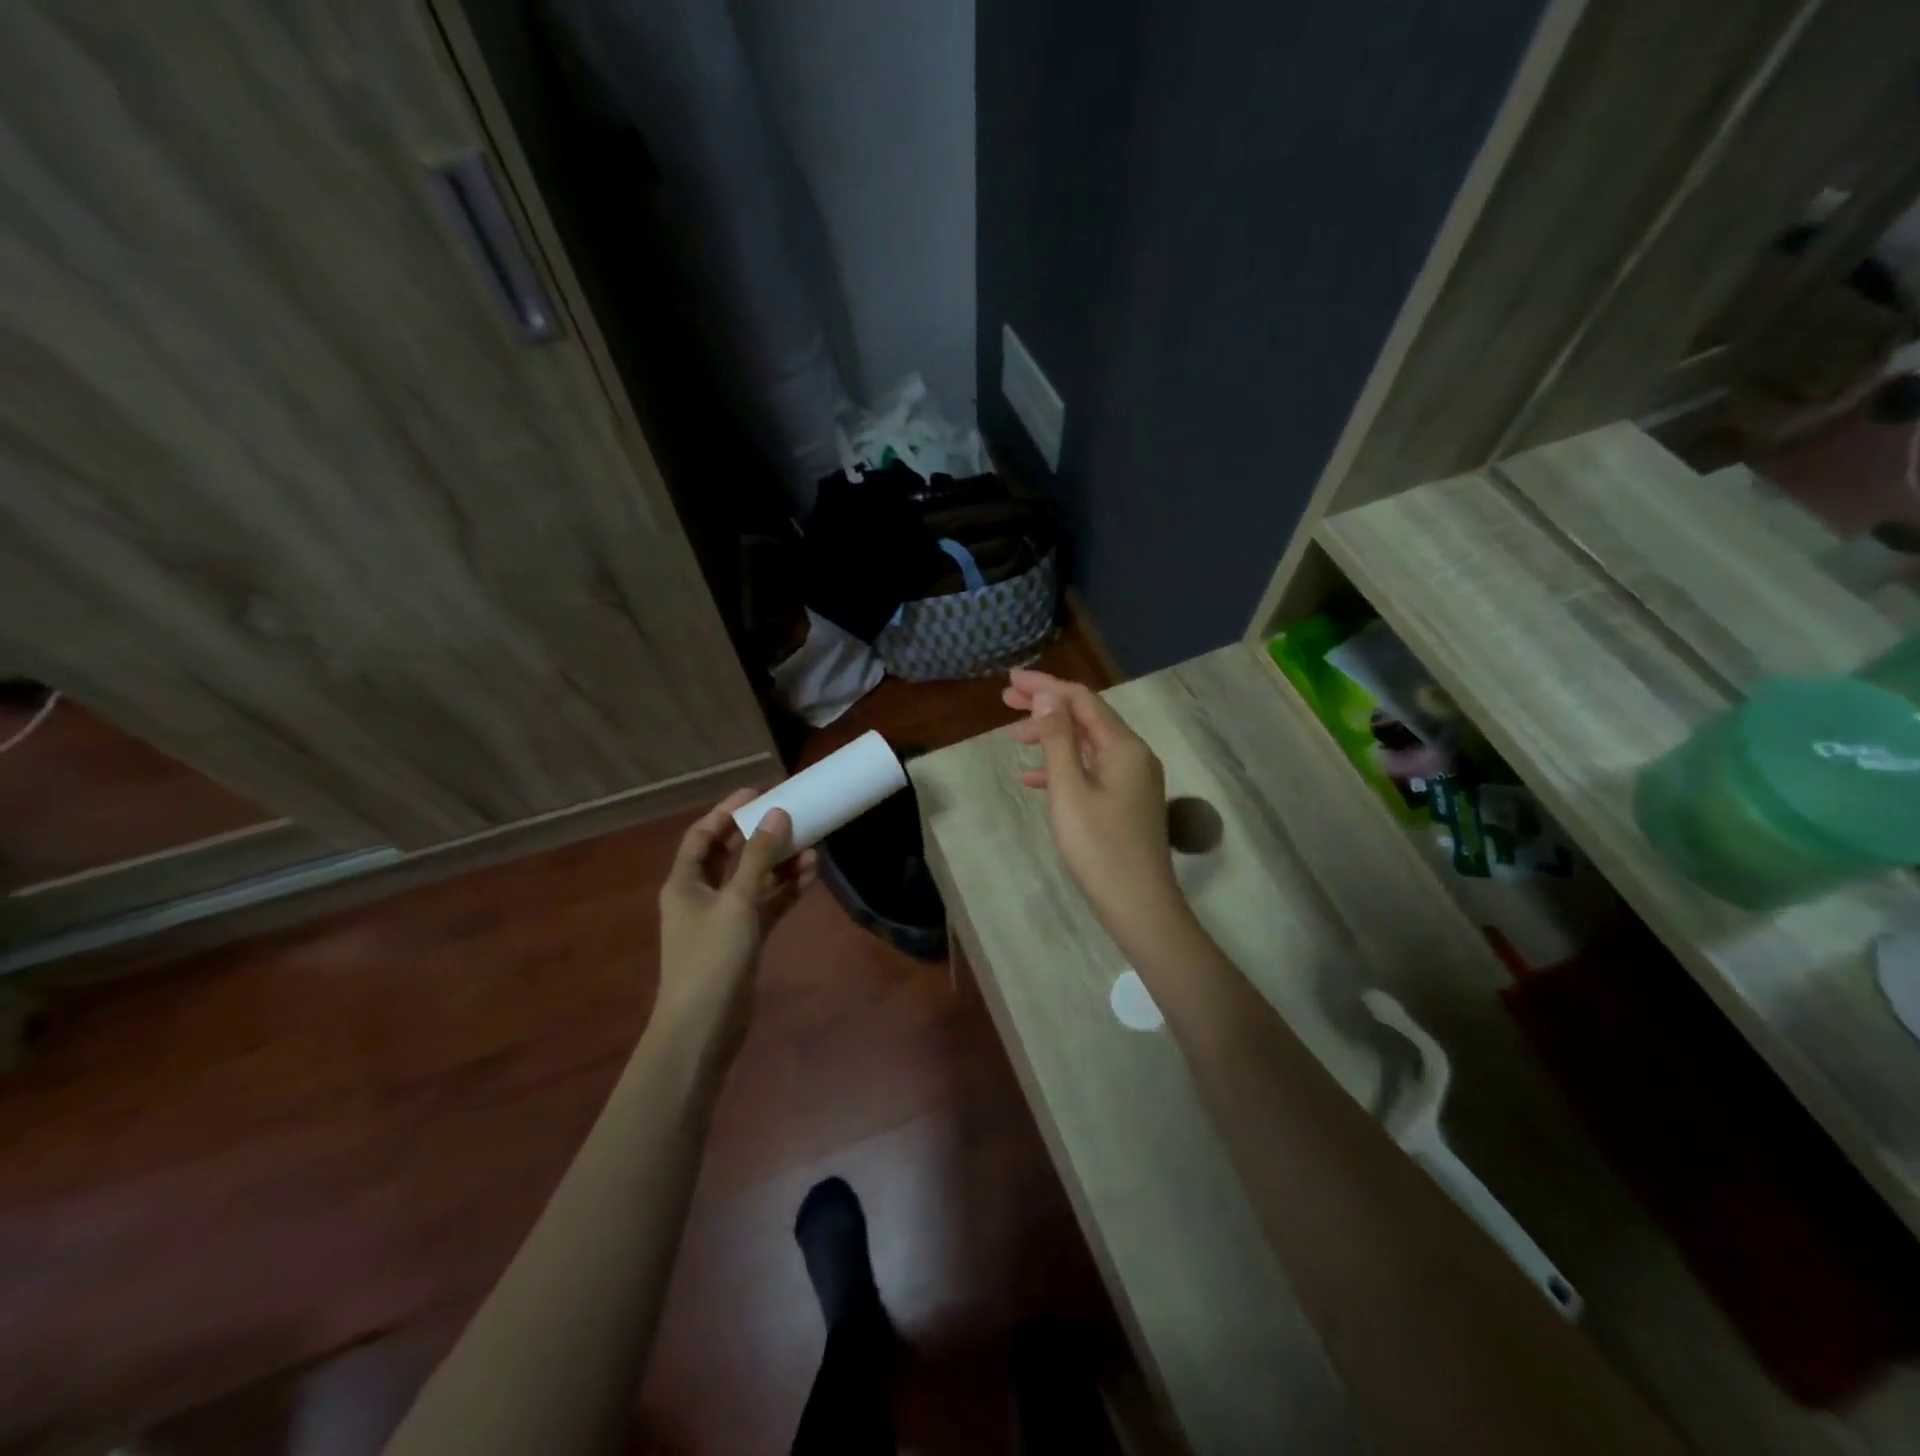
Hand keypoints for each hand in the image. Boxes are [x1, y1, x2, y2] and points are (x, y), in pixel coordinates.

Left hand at [656, 789, 816, 1063]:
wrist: (703, 1028)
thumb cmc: (711, 958)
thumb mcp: (736, 901)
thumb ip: (758, 857)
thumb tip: (777, 814)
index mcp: (685, 882)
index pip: (703, 835)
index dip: (727, 811)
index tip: (757, 793)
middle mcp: (701, 895)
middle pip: (730, 855)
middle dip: (759, 836)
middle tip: (790, 815)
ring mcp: (723, 919)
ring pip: (753, 880)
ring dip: (778, 864)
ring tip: (811, 847)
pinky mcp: (743, 939)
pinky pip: (765, 905)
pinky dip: (784, 891)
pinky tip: (809, 877)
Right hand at [1004, 670, 1184, 938]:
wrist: (1139, 905)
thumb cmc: (1099, 847)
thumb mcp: (1069, 790)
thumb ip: (1058, 740)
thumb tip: (1047, 697)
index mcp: (1124, 747)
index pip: (1082, 700)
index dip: (1045, 687)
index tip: (1010, 682)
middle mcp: (1134, 755)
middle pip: (1086, 718)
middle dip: (1046, 707)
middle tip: (1006, 701)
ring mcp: (1132, 780)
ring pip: (1087, 745)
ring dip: (1051, 737)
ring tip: (1013, 737)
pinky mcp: (1126, 801)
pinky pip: (1091, 771)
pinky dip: (1062, 768)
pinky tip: (1032, 779)